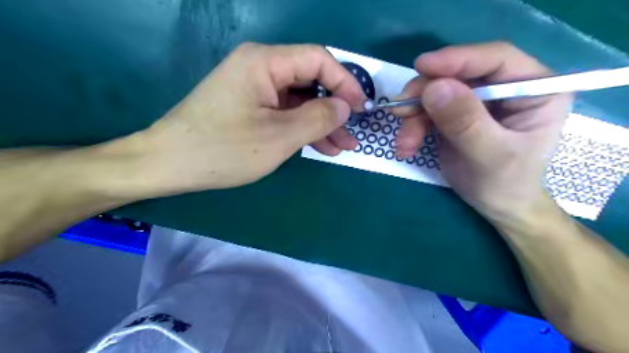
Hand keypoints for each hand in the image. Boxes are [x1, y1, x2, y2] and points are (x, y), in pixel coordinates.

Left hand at [130, 43, 361, 195]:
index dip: (344, 83)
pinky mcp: (250, 105)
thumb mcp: (279, 136)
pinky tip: (319, 145)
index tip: (360, 109)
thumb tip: (345, 106)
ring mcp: (254, 88)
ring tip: (341, 146)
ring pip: (299, 100)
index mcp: (265, 62)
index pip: (318, 60)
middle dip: (334, 108)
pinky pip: (284, 111)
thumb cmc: (223, 149)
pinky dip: (302, 127)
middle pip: (310, 80)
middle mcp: (260, 67)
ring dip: (321, 122)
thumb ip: (318, 117)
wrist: (169, 164)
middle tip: (352, 135)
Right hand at [392, 41, 573, 222]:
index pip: (495, 59)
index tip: (421, 66)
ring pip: (435, 94)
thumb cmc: (506, 183)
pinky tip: (406, 147)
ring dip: (413, 117)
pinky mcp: (455, 115)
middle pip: (457, 75)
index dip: (457, 59)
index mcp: (533, 89)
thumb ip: (465, 122)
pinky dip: (412, 127)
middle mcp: (504, 88)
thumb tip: (434, 88)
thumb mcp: (490, 155)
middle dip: (425, 94)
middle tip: (400, 111)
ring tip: (404, 143)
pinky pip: (426, 111)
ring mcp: (476, 101)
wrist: (496, 205)